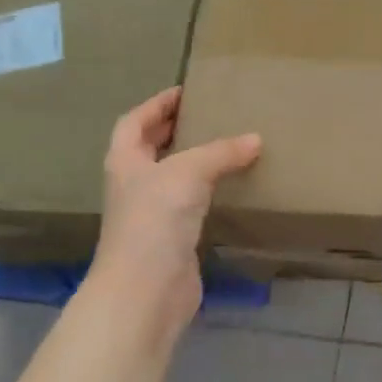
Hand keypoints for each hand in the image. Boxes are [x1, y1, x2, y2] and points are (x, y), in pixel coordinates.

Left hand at [87, 88, 261, 337]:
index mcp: (126, 162)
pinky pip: (193, 206)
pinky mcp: (173, 240)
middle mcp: (135, 186)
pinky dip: (210, 193)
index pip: (134, 123)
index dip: (156, 105)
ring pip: (174, 178)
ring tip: (228, 147)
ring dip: (195, 162)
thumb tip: (256, 139)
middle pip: (151, 149)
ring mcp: (152, 215)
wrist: (146, 289)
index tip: (185, 92)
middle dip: (175, 131)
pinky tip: (233, 189)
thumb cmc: (154, 220)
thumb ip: (222, 153)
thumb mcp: (189, 173)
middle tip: (210, 115)